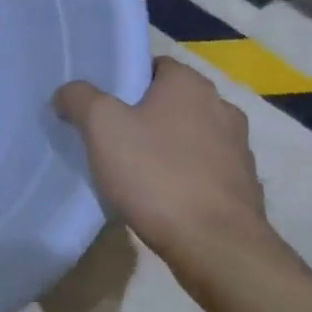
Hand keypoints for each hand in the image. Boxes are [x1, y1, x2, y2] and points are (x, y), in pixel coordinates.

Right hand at [54, 57, 289, 284]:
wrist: (215, 246)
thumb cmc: (156, 173)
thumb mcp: (101, 125)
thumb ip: (79, 98)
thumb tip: (68, 93)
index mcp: (191, 84)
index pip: (154, 65)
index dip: (124, 78)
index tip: (99, 101)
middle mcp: (222, 108)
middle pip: (171, 101)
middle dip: (143, 114)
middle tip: (108, 134)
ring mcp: (238, 149)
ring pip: (189, 136)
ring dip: (165, 146)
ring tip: (131, 168)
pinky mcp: (243, 187)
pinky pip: (203, 170)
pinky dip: (182, 176)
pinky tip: (158, 196)